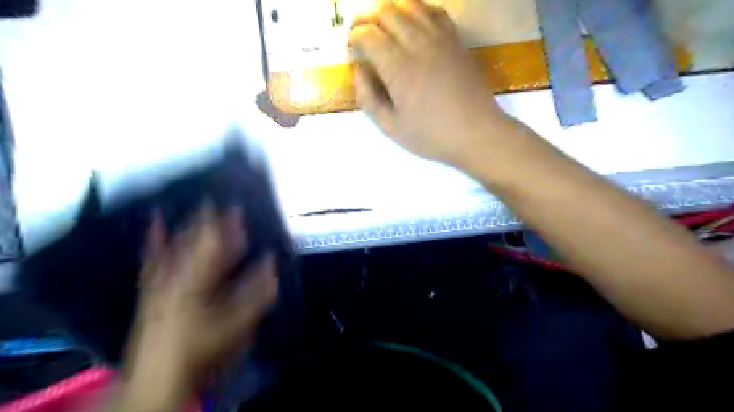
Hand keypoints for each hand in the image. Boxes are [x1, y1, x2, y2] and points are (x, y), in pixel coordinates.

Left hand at [116, 205, 279, 409]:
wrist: (159, 376)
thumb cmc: (203, 347)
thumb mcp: (238, 324)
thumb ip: (258, 293)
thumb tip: (272, 263)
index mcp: (199, 281)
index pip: (217, 244)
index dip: (228, 224)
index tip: (238, 206)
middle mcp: (178, 275)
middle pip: (197, 240)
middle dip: (212, 220)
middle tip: (223, 201)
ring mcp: (161, 280)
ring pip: (177, 244)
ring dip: (189, 224)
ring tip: (199, 205)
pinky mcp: (151, 287)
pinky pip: (152, 258)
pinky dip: (154, 239)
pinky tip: (154, 223)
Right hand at [349, 1, 511, 164]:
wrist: (477, 133)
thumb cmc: (431, 135)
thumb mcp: (391, 127)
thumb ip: (368, 97)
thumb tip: (358, 70)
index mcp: (398, 67)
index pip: (367, 34)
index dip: (354, 38)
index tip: (353, 51)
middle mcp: (418, 44)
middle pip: (386, 11)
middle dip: (366, 18)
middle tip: (362, 34)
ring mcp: (440, 38)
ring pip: (410, 4)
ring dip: (390, 11)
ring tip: (383, 27)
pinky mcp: (456, 40)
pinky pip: (434, 11)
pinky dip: (417, 11)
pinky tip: (413, 25)